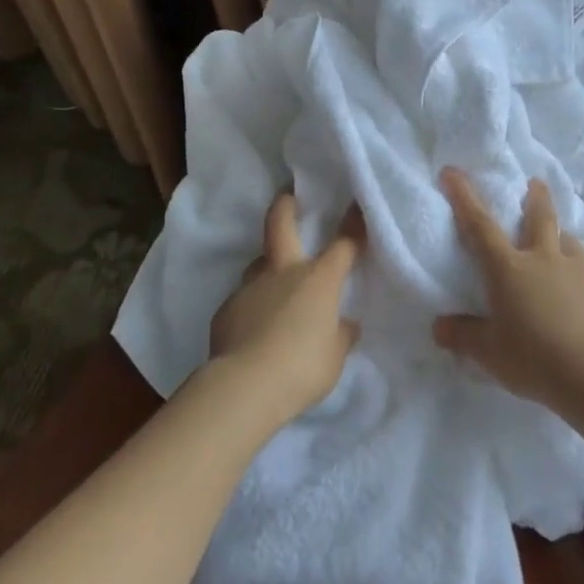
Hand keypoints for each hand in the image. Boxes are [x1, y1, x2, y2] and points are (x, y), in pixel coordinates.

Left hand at [209, 192, 362, 423]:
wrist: (245, 387)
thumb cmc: (302, 368)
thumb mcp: (334, 356)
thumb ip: (340, 335)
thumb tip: (345, 324)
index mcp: (317, 280)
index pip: (342, 245)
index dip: (353, 224)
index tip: (358, 206)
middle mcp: (282, 273)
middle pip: (280, 225)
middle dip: (286, 205)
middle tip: (287, 196)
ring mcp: (249, 288)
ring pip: (258, 265)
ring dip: (267, 269)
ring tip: (274, 287)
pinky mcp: (226, 311)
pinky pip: (243, 300)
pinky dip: (252, 307)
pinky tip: (254, 328)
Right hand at [432, 169, 583, 407]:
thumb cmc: (533, 357)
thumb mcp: (488, 352)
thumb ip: (464, 336)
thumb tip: (439, 327)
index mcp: (509, 268)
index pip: (479, 225)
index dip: (463, 197)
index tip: (452, 172)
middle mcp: (544, 261)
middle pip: (540, 218)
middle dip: (536, 198)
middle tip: (536, 182)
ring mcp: (579, 275)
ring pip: (570, 244)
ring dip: (562, 238)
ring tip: (560, 241)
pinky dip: (580, 283)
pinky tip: (580, 300)